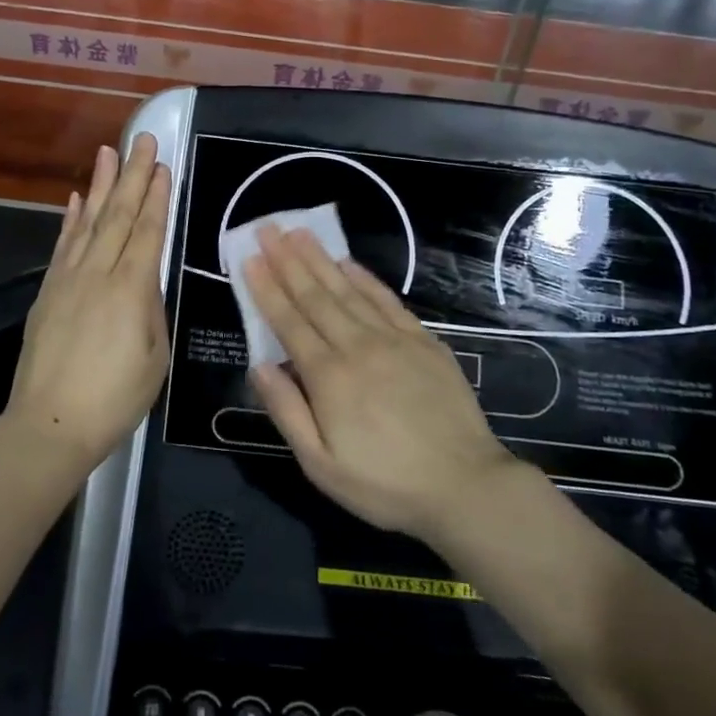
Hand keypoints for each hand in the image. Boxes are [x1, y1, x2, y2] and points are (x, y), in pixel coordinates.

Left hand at [5, 134, 171, 477]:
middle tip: (140, 139)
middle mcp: (98, 274)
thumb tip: (145, 283)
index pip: (147, 231)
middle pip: (117, 215)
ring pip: (87, 222)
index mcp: (131, 290)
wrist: (49, 425)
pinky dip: (70, 219)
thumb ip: (151, 311)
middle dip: (131, 175)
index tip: (161, 165)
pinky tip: (74, 199)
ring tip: (107, 152)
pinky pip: (62, 245)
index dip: (155, 196)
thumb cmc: (114, 399)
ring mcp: (68, 279)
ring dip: (99, 185)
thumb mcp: (154, 359)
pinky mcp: (47, 292)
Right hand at [243, 225, 519, 544]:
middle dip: (287, 260)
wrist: (466, 486)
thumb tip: (258, 366)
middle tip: (267, 228)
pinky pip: (386, 300)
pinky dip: (364, 278)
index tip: (250, 258)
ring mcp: (393, 339)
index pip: (289, 321)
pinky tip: (348, 262)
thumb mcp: (321, 466)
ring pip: (347, 290)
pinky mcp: (423, 341)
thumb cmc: (385, 484)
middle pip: (315, 295)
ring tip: (299, 232)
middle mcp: (357, 346)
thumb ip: (287, 412)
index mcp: (328, 377)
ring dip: (320, 259)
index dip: (267, 288)